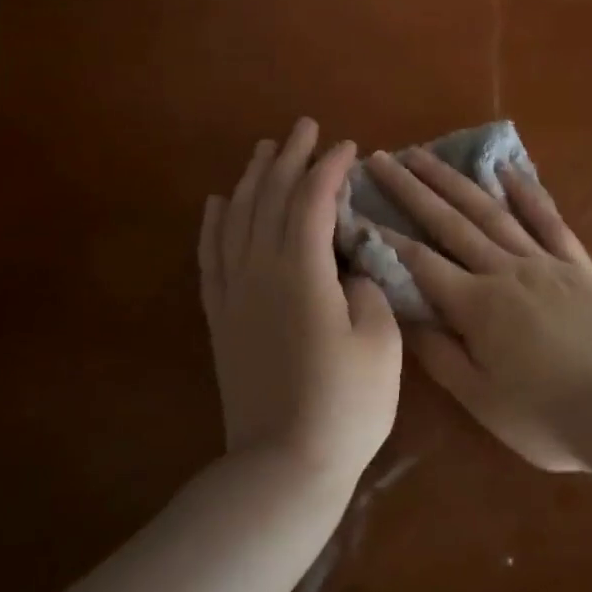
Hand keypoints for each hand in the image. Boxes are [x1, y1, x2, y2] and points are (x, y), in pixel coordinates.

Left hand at [200, 120, 401, 486]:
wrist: (283, 465)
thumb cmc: (346, 404)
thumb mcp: (380, 340)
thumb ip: (368, 285)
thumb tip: (351, 263)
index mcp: (302, 271)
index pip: (312, 200)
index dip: (329, 168)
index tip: (347, 147)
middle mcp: (259, 270)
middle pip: (269, 197)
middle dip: (289, 158)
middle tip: (304, 126)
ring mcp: (234, 292)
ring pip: (236, 218)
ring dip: (251, 179)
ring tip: (264, 151)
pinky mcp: (220, 316)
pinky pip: (211, 255)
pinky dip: (214, 222)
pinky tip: (218, 202)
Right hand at [364, 149, 591, 471]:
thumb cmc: (549, 418)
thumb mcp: (483, 400)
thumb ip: (441, 356)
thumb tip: (405, 316)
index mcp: (478, 306)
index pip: (419, 262)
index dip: (384, 236)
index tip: (356, 208)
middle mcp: (506, 271)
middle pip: (450, 223)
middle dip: (412, 189)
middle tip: (382, 159)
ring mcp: (545, 263)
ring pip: (492, 212)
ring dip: (456, 181)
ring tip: (427, 155)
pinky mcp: (579, 266)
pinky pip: (549, 220)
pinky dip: (527, 192)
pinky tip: (507, 169)